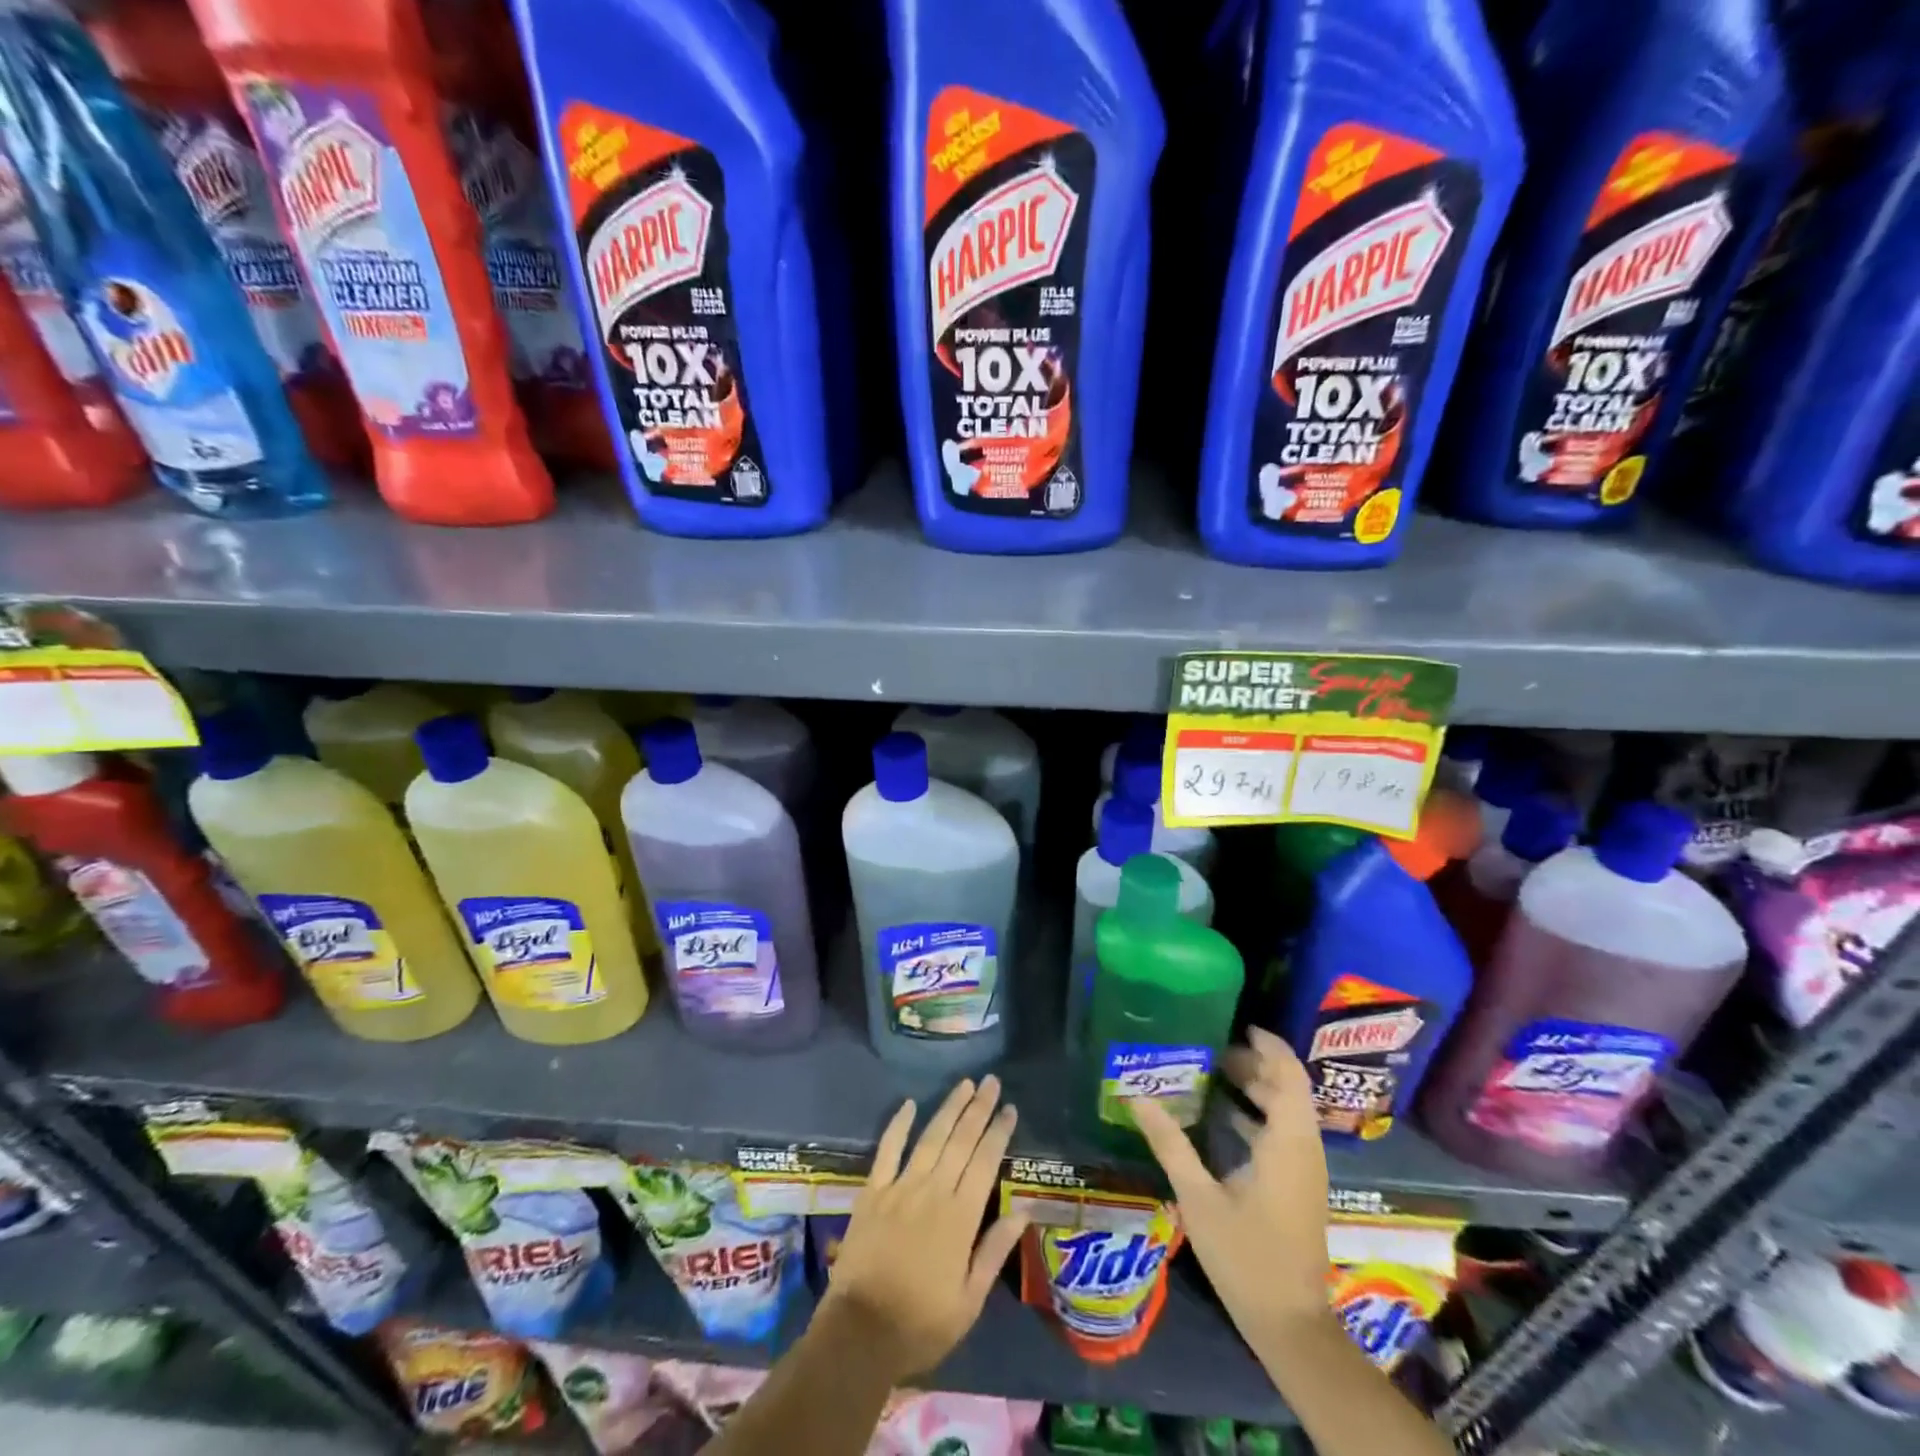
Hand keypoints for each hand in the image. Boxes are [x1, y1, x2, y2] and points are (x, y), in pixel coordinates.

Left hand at [821, 1076, 1027, 1384]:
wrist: (859, 1334)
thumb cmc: (921, 1324)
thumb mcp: (968, 1301)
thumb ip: (994, 1251)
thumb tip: (1022, 1211)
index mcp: (960, 1218)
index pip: (985, 1163)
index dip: (998, 1133)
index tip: (1010, 1108)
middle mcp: (933, 1192)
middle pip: (960, 1141)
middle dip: (978, 1109)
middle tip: (991, 1081)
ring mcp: (900, 1188)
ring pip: (930, 1138)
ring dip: (949, 1108)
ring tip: (965, 1084)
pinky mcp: (873, 1192)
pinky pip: (887, 1150)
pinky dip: (898, 1125)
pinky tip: (909, 1104)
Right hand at [1130, 1026, 1330, 1344]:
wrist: (1290, 1325)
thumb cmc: (1246, 1257)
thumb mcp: (1199, 1198)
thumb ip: (1170, 1143)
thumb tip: (1135, 1095)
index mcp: (1287, 1143)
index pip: (1289, 1076)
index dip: (1269, 1046)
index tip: (1238, 1025)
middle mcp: (1303, 1149)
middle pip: (1287, 1089)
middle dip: (1254, 1064)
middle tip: (1211, 1048)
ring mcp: (1304, 1170)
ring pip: (1286, 1111)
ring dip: (1256, 1088)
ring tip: (1212, 1072)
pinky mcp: (1298, 1186)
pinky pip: (1283, 1133)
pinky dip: (1257, 1115)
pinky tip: (1221, 1116)